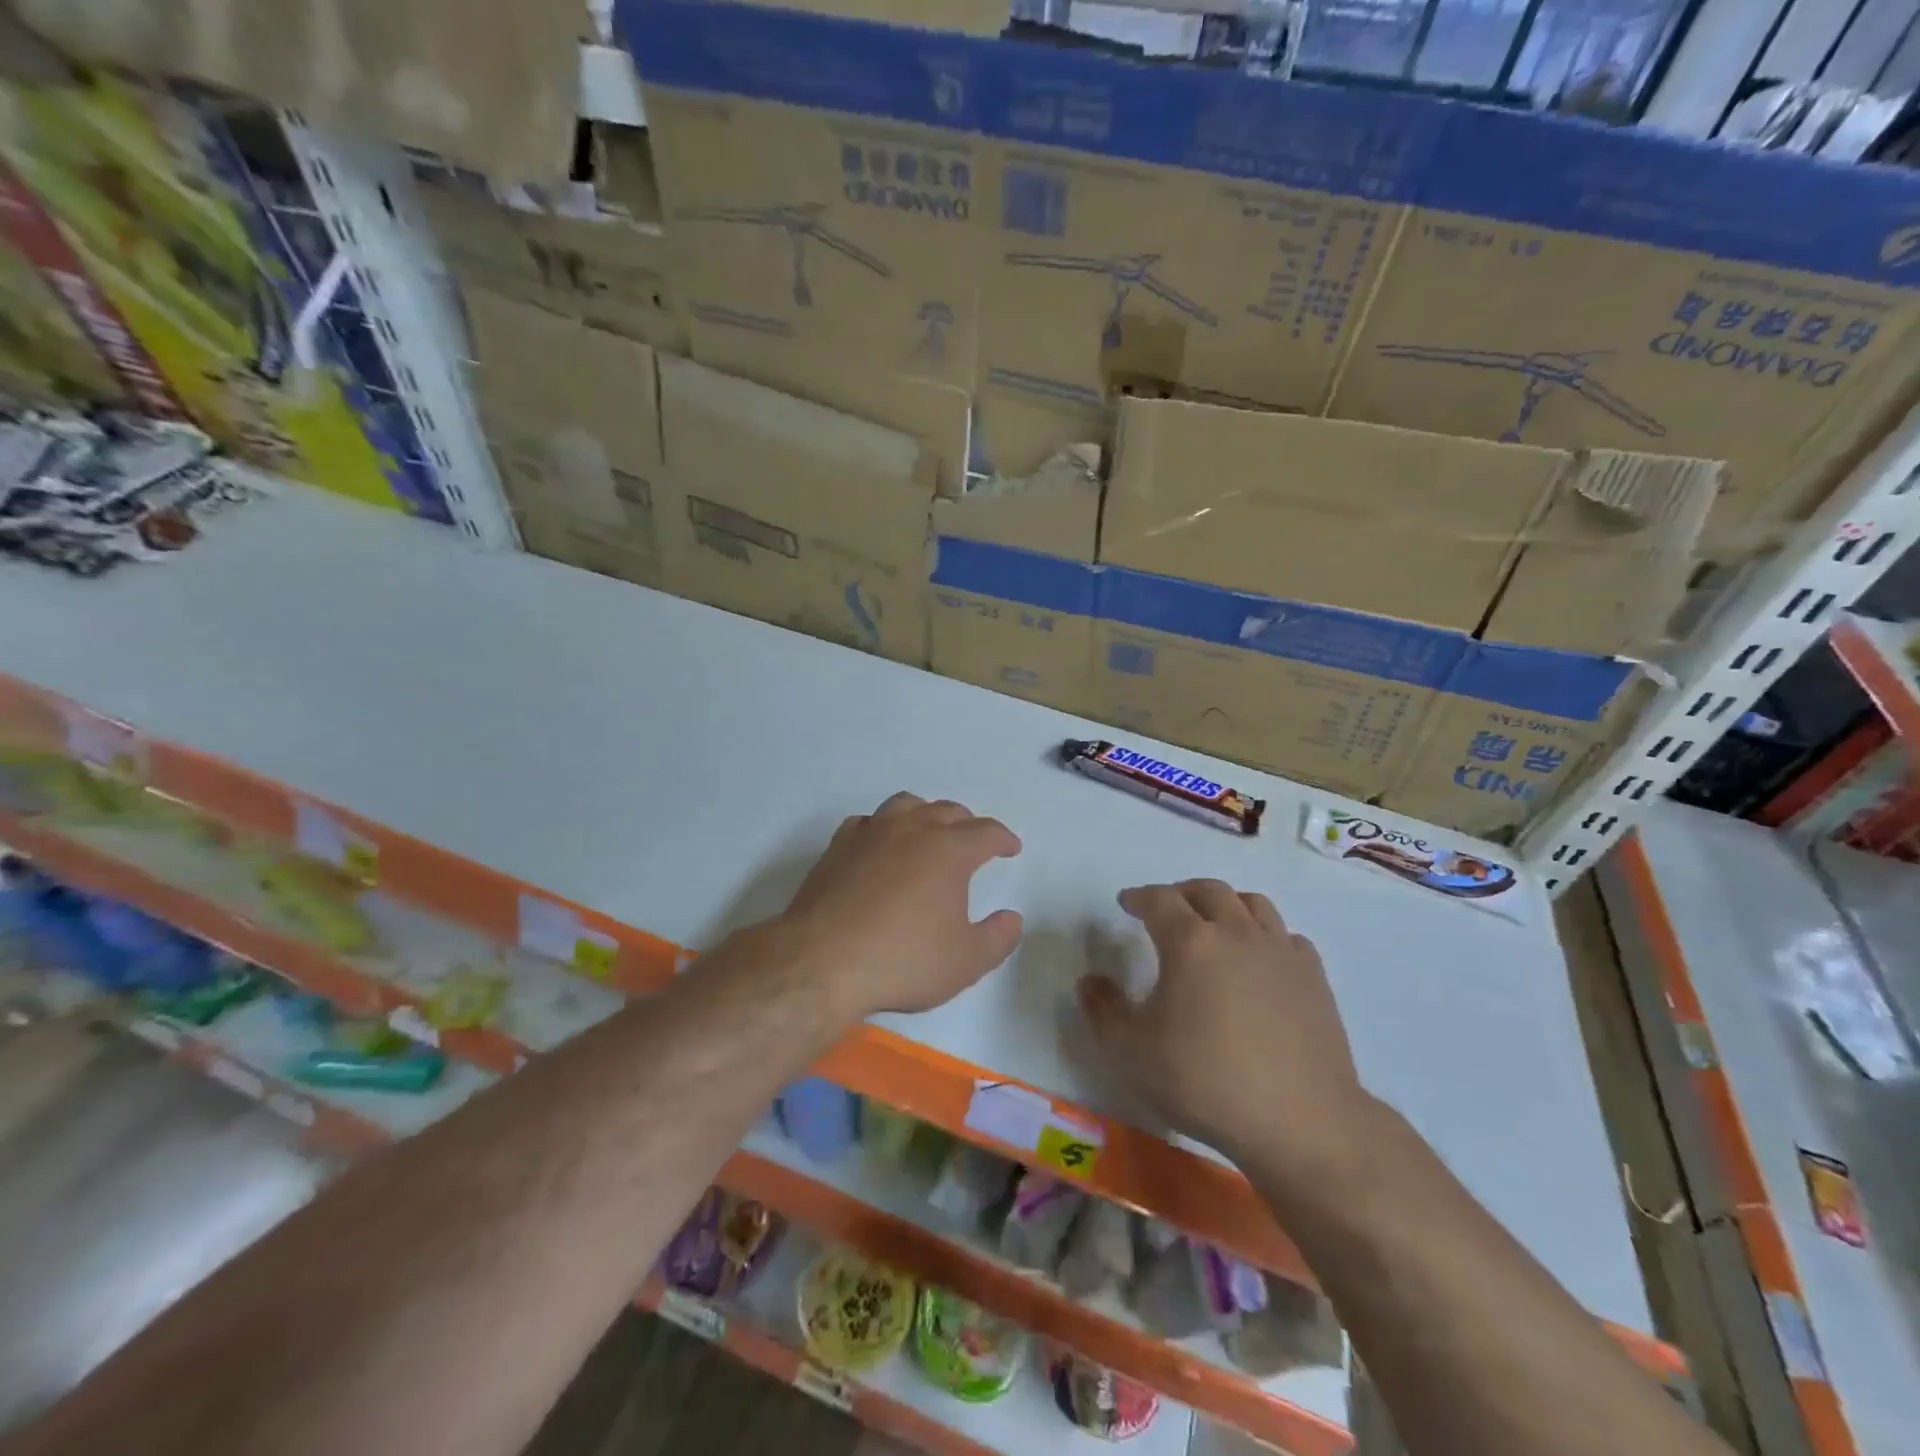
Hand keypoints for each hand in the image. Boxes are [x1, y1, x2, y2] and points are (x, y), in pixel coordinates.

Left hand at [780, 792, 1023, 1018]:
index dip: (1003, 839)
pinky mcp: (838, 847)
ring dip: (925, 814)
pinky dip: (883, 828)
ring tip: (929, 833)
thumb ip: (998, 938)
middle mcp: (912, 830)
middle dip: (967, 823)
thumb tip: (1012, 917)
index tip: (1011, 848)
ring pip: (906, 805)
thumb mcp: (965, 961)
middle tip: (974, 841)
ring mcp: (871, 834)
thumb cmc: (903, 961)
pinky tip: (880, 846)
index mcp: (949, 850)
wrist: (822, 962)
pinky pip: (868, 822)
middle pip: (947, 811)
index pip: (986, 832)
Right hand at [1078, 880, 1372, 1176]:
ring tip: (1215, 924)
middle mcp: (1236, 933)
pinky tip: (1260, 959)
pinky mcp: (1314, 977)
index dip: (1139, 897)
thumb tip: (1089, 981)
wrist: (1300, 1120)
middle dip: (1181, 893)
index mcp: (1190, 942)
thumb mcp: (1131, 1053)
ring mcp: (1280, 951)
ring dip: (1226, 905)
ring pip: (1253, 903)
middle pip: (1208, 891)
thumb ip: (1103, 1011)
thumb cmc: (1205, 1082)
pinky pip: (1286, 936)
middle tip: (1167, 909)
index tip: (1127, 903)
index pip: (1159, 900)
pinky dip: (1265, 936)